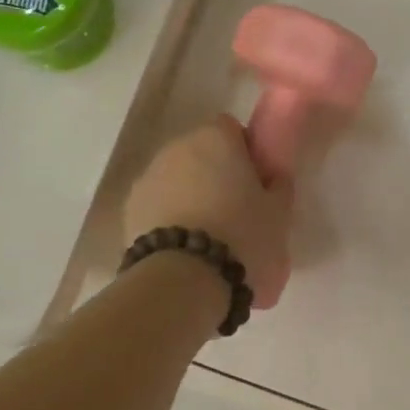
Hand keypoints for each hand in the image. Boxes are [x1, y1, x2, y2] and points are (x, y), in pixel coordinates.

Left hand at [123, 115, 293, 300]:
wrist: (184, 280)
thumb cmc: (242, 238)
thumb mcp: (279, 215)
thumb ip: (278, 186)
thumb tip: (272, 177)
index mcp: (216, 138)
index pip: (231, 129)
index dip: (244, 153)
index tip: (254, 183)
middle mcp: (177, 147)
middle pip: (200, 152)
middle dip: (214, 174)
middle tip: (234, 212)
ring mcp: (148, 176)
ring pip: (176, 178)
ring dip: (189, 195)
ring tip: (206, 237)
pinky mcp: (129, 208)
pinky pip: (157, 204)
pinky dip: (167, 217)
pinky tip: (182, 248)